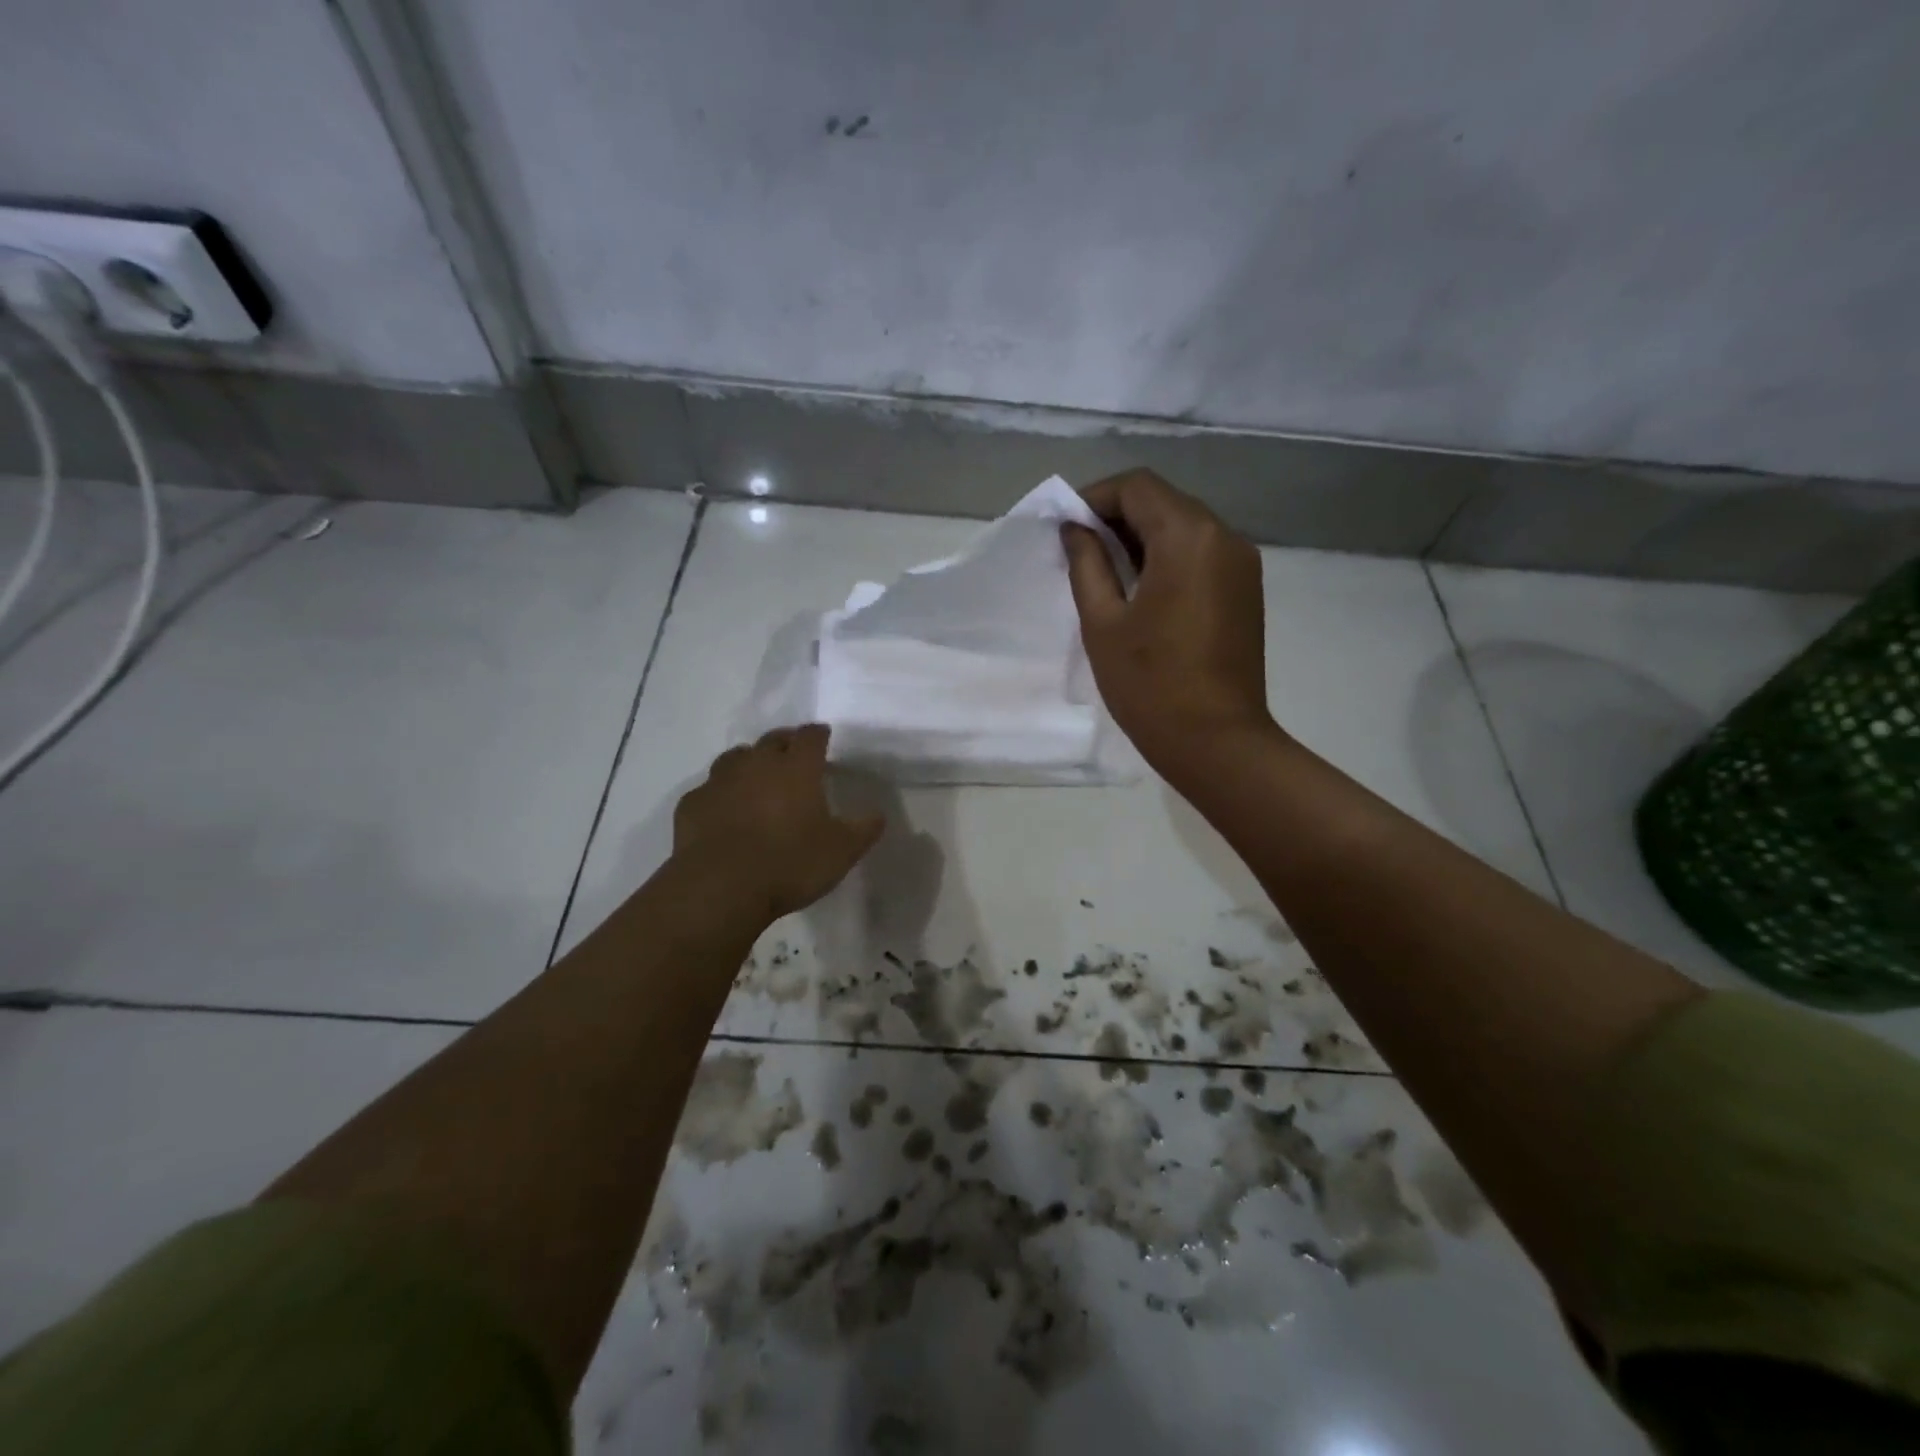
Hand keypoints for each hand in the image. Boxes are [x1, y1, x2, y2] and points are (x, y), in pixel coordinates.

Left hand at [672, 726, 883, 921]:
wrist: (720, 888)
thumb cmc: (790, 863)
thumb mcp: (841, 851)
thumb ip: (863, 829)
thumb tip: (878, 813)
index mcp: (797, 768)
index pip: (810, 736)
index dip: (818, 734)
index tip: (824, 737)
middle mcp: (757, 764)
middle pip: (772, 740)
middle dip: (785, 743)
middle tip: (793, 755)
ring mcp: (720, 781)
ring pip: (736, 758)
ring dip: (749, 763)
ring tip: (757, 779)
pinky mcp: (692, 805)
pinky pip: (709, 790)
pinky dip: (720, 794)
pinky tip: (724, 812)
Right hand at [1061, 469, 1275, 776]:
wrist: (1216, 741)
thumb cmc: (1150, 684)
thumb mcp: (1103, 623)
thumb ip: (1087, 565)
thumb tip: (1075, 529)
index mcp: (1188, 538)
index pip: (1137, 487)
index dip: (1096, 497)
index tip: (1066, 528)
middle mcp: (1224, 537)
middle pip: (1164, 501)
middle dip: (1117, 515)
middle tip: (1080, 550)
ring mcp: (1241, 563)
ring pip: (1184, 525)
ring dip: (1142, 536)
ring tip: (1106, 571)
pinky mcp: (1245, 589)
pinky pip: (1201, 552)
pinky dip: (1168, 556)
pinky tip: (1142, 589)